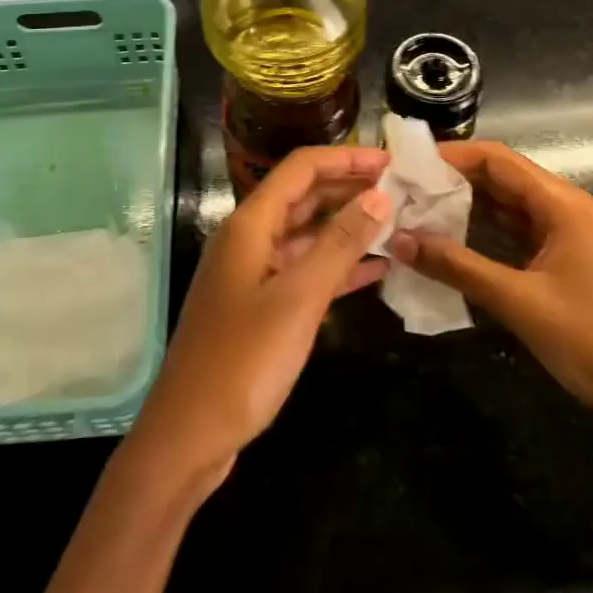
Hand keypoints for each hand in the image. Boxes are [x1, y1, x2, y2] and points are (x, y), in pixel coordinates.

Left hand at [127, 147, 391, 489]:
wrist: (189, 435)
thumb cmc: (243, 361)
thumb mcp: (298, 298)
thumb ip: (339, 243)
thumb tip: (379, 193)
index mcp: (251, 224)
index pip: (302, 168)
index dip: (346, 158)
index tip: (391, 161)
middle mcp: (250, 238)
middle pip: (304, 196)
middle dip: (350, 188)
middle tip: (402, 189)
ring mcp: (254, 273)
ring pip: (307, 234)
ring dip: (348, 226)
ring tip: (397, 222)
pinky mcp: (261, 305)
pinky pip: (305, 270)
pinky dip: (338, 265)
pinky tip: (377, 268)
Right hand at [387, 141, 592, 477]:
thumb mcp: (520, 302)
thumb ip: (457, 267)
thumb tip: (398, 239)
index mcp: (563, 205)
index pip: (498, 159)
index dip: (452, 155)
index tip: (407, 163)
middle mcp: (566, 210)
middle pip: (502, 179)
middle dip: (453, 181)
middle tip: (403, 190)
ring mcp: (568, 238)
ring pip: (508, 208)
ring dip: (466, 209)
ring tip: (416, 213)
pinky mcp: (567, 265)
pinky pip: (518, 236)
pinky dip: (484, 236)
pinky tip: (450, 246)